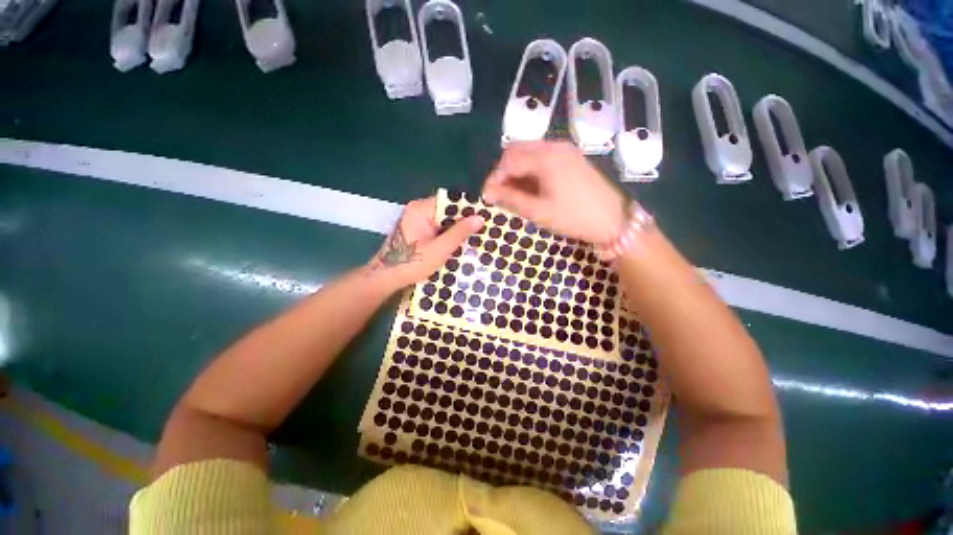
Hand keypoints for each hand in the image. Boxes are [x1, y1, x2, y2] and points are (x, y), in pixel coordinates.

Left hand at [368, 197, 483, 289]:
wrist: (385, 278)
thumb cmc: (411, 263)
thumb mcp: (439, 249)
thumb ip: (459, 233)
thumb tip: (480, 218)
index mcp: (421, 209)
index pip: (450, 201)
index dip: (468, 209)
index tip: (485, 218)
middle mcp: (418, 210)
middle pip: (447, 210)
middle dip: (463, 221)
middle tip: (483, 230)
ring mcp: (416, 220)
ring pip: (443, 220)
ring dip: (456, 230)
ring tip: (476, 237)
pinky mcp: (416, 231)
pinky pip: (437, 228)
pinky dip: (447, 235)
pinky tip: (460, 244)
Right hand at [482, 141, 628, 243]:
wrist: (614, 221)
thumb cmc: (575, 217)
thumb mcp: (539, 211)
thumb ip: (511, 199)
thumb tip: (487, 192)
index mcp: (546, 157)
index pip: (509, 160)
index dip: (495, 177)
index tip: (487, 196)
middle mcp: (555, 146)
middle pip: (517, 151)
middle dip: (504, 171)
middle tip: (500, 194)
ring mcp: (565, 151)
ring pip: (530, 153)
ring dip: (517, 171)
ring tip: (514, 194)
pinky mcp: (571, 158)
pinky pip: (542, 158)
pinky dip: (530, 170)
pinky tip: (530, 188)